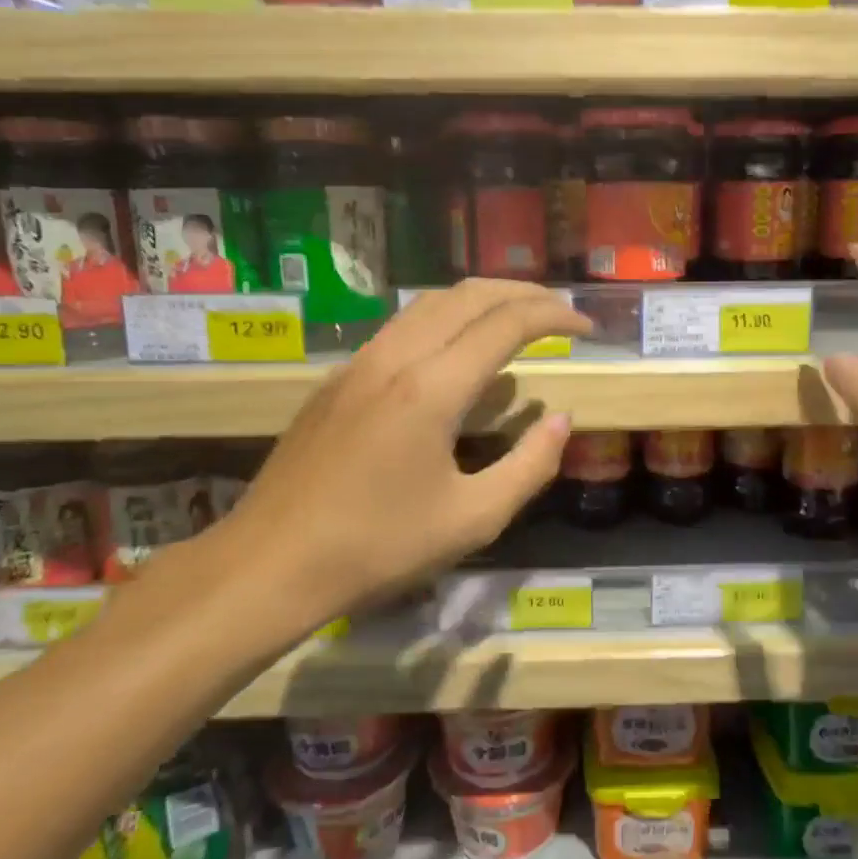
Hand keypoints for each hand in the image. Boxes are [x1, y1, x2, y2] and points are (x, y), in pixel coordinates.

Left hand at [205, 280, 589, 636]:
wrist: (270, 564)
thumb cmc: (378, 548)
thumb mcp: (473, 519)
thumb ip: (530, 465)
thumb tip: (560, 420)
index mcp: (432, 387)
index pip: (506, 323)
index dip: (554, 316)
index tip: (587, 327)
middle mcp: (395, 357)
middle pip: (468, 295)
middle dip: (522, 293)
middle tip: (560, 312)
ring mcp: (359, 363)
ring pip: (429, 303)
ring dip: (481, 300)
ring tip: (516, 319)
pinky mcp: (337, 379)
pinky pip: (402, 326)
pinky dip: (445, 319)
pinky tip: (457, 351)